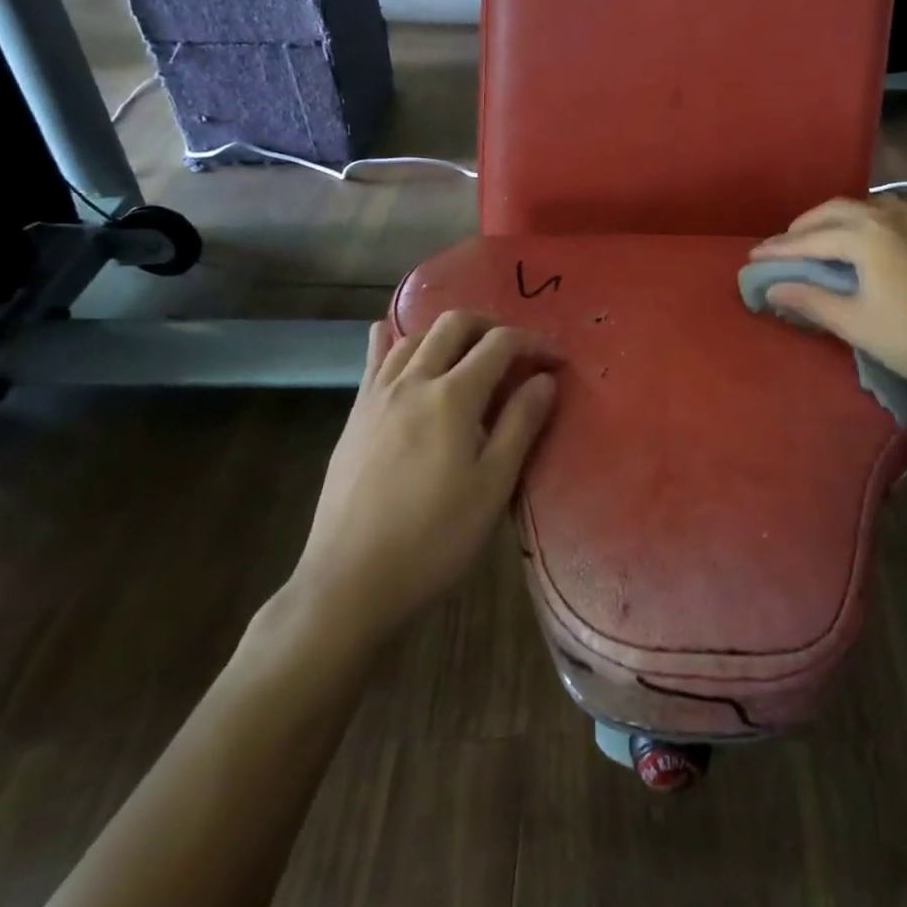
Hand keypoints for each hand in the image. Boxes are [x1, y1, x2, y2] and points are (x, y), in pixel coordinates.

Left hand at [291, 312, 556, 640]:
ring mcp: (377, 396)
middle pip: (454, 325)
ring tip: (468, 354)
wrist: (350, 582)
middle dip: (491, 326)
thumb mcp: (492, 487)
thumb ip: (520, 425)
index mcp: (452, 397)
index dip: (533, 343)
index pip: (500, 344)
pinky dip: (393, 340)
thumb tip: (545, 379)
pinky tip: (395, 339)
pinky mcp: (355, 415)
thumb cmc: (433, 539)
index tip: (556, 360)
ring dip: (448, 333)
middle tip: (516, 351)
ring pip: (414, 336)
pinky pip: (375, 360)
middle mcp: (412, 382)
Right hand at [749, 196, 906, 393]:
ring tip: (823, 236)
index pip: (810, 238)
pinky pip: (896, 214)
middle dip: (805, 226)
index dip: (779, 249)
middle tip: (783, 245)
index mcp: (867, 236)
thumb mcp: (856, 323)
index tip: (753, 257)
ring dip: (838, 218)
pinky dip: (870, 220)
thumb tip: (773, 288)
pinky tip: (873, 238)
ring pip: (869, 207)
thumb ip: (811, 300)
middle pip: (837, 211)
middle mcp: (892, 218)